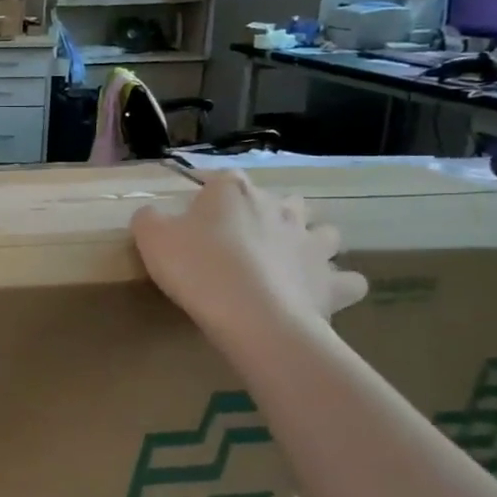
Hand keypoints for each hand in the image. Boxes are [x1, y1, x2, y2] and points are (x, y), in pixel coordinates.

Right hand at [131, 170, 366, 342]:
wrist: (252, 316)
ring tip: (288, 263)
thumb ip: (149, 219)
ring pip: (325, 232)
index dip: (208, 195)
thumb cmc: (198, 268)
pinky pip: (347, 280)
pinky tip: (318, 294)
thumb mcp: (152, 238)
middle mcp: (280, 208)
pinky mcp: (331, 281)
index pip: (222, 179)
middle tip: (244, 242)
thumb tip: (152, 215)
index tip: (193, 218)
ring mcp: (312, 243)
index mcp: (234, 191)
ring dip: (312, 241)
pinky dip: (336, 285)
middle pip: (282, 200)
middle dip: (271, 214)